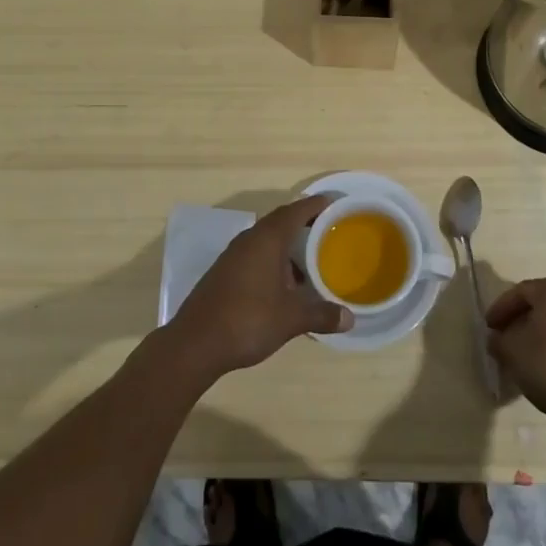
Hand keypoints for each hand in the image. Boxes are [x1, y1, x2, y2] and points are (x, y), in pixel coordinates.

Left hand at [165, 197, 351, 380]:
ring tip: (311, 258)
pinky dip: (274, 259)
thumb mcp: (290, 319)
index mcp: (267, 239)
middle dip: (304, 222)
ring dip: (288, 244)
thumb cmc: (248, 320)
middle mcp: (250, 239)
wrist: (195, 343)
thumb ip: (321, 315)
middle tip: (328, 229)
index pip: (296, 211)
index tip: (334, 202)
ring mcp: (234, 255)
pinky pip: (256, 253)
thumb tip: (350, 318)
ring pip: (267, 239)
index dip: (316, 205)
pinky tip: (284, 282)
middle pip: (281, 221)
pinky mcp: (225, 271)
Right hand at [486, 277, 545, 430]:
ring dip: (536, 333)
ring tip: (520, 353)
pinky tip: (542, 363)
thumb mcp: (511, 350)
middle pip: (540, 304)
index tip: (489, 327)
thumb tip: (496, 338)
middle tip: (502, 336)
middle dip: (519, 320)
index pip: (520, 292)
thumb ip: (498, 339)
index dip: (500, 309)